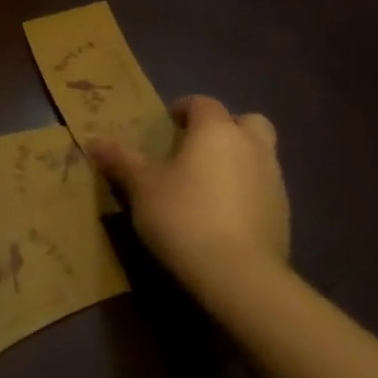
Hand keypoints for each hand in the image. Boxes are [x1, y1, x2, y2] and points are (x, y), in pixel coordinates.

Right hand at [91, 94, 290, 295]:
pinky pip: (262, 187)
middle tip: (196, 147)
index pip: (203, 103)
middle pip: (246, 122)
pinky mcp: (283, 213)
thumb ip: (121, 160)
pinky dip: (245, 190)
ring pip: (259, 154)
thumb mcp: (141, 186)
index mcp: (216, 132)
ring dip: (237, 159)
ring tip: (205, 183)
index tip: (166, 123)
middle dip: (224, 127)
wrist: (239, 274)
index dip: (183, 109)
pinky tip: (221, 213)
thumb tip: (94, 141)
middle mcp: (251, 147)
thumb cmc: (183, 215)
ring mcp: (273, 180)